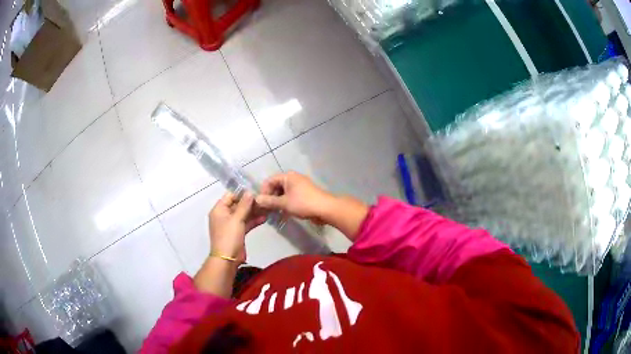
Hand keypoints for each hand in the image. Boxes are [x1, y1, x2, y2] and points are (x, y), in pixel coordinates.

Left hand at [209, 191, 265, 261]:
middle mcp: (224, 215)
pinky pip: (246, 223)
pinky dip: (254, 220)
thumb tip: (250, 192)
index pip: (230, 196)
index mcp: (219, 210)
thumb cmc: (229, 237)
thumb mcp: (236, 219)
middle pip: (238, 205)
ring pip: (243, 214)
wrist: (227, 259)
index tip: (256, 190)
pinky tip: (265, 217)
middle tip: (264, 199)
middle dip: (250, 202)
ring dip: (254, 211)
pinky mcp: (238, 232)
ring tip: (267, 207)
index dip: (242, 193)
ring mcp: (231, 224)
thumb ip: (244, 205)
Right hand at [255, 171, 333, 219]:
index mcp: (288, 176)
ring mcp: (299, 187)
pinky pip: (290, 197)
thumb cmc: (303, 203)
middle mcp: (293, 179)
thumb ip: (269, 201)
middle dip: (270, 197)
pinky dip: (285, 203)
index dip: (264, 191)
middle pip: (276, 186)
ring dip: (277, 202)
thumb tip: (256, 199)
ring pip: (283, 193)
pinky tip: (283, 213)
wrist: (325, 209)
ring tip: (273, 213)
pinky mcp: (304, 195)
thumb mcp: (284, 203)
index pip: (269, 180)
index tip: (261, 203)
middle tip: (266, 210)